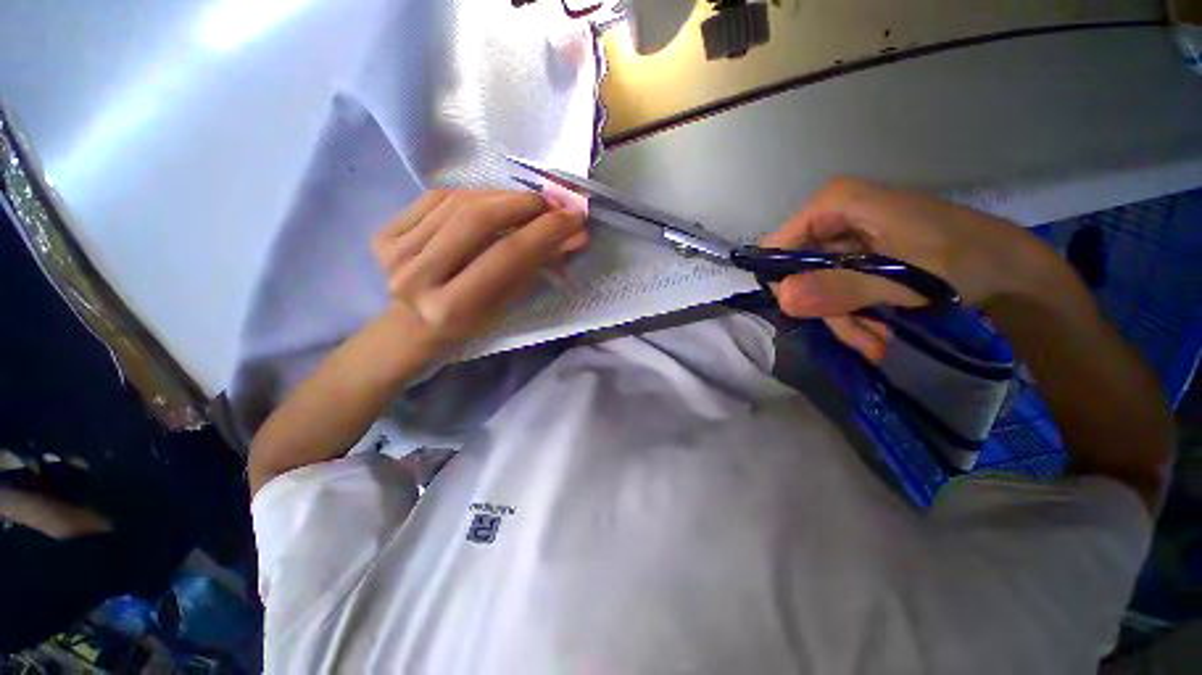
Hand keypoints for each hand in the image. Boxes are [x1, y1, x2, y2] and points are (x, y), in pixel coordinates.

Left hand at [371, 190, 587, 346]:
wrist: (416, 326)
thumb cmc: (471, 323)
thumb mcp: (509, 303)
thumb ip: (538, 265)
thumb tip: (575, 235)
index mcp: (452, 307)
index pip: (508, 256)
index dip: (546, 231)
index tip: (574, 216)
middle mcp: (417, 278)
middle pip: (478, 220)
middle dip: (523, 204)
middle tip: (550, 203)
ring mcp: (395, 253)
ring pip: (458, 203)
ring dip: (501, 196)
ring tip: (526, 203)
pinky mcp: (383, 234)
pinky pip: (437, 198)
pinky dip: (471, 195)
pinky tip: (490, 203)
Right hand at [761, 178, 1060, 360]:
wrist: (1009, 269)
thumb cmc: (960, 261)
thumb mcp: (900, 277)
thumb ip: (839, 287)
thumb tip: (783, 299)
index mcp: (835, 205)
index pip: (777, 246)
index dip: (785, 281)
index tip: (809, 311)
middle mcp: (832, 217)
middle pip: (797, 270)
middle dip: (824, 307)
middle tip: (859, 335)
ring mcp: (843, 239)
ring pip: (815, 286)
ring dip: (843, 318)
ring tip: (876, 342)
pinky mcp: (855, 257)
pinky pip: (835, 290)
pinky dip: (853, 316)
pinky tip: (878, 334)